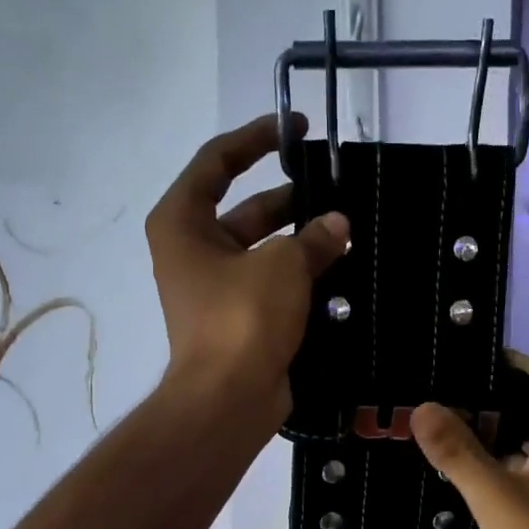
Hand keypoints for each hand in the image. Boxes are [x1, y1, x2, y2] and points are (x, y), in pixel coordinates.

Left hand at [146, 114, 348, 422]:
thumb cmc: (242, 318)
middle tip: (334, 188)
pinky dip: (298, 275)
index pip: (216, 162)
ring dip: (299, 240)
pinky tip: (338, 269)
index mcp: (183, 222)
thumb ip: (313, 237)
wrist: (228, 399)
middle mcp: (192, 250)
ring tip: (346, 229)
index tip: (295, 129)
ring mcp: (214, 288)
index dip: (255, 139)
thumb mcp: (283, 265)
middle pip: (243, 208)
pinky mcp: (237, 319)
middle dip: (288, 199)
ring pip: (261, 249)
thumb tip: (337, 225)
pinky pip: (270, 284)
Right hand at [411, 354, 528, 528]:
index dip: (507, 363)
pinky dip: (483, 467)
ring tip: (432, 418)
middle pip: (526, 412)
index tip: (461, 351)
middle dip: (485, 399)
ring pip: (515, 447)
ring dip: (481, 436)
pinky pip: (510, 476)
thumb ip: (459, 453)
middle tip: (433, 385)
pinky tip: (447, 464)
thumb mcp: (498, 498)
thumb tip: (421, 407)